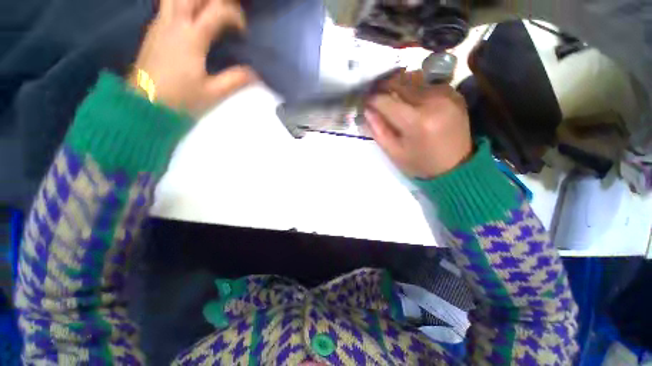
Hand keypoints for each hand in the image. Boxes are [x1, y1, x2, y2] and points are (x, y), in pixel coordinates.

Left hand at [131, 0, 257, 114]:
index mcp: (191, 37)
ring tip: (212, 13)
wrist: (144, 105)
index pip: (217, 11)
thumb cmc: (180, 100)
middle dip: (216, 0)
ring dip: (197, 0)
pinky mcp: (153, 30)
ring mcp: (160, 24)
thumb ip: (235, 80)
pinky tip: (194, 19)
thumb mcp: (213, 93)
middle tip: (228, 14)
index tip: (244, 33)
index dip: (236, 16)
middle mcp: (174, 23)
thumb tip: (256, 73)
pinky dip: (185, 5)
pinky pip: (169, 5)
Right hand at [364, 71, 471, 178]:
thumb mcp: (394, 153)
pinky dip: (415, 88)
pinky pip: (427, 83)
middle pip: (400, 84)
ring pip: (413, 80)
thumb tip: (367, 110)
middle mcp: (433, 101)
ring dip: (399, 86)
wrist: (457, 166)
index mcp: (416, 121)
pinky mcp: (454, 93)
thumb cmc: (421, 163)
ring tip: (391, 97)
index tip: (365, 102)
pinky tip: (411, 100)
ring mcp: (446, 94)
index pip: (387, 101)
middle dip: (383, 88)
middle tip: (375, 96)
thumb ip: (378, 130)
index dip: (372, 99)